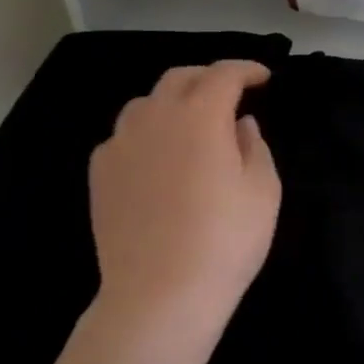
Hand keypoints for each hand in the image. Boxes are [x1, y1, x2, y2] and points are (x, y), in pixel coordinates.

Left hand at [87, 61, 279, 347]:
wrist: (159, 295)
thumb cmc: (225, 240)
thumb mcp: (263, 190)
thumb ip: (255, 145)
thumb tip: (240, 124)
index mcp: (200, 115)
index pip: (223, 74)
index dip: (246, 69)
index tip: (264, 78)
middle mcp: (155, 117)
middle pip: (179, 78)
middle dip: (208, 77)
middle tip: (230, 93)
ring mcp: (120, 144)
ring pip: (145, 104)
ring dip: (173, 101)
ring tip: (191, 122)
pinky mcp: (100, 174)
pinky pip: (124, 136)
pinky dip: (147, 133)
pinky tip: (159, 157)